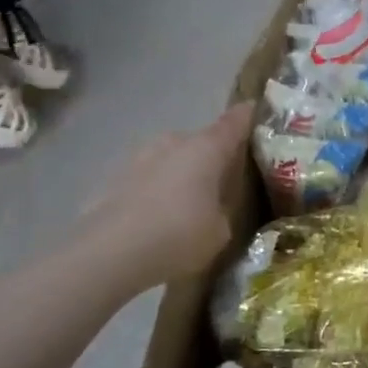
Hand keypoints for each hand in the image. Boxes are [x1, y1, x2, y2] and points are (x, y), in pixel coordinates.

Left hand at [85, 102, 252, 293]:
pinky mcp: (114, 178)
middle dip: (213, 156)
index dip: (249, 116)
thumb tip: (216, 206)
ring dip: (182, 173)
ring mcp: (140, 157)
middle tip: (225, 180)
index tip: (259, 113)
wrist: (109, 254)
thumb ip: (224, 208)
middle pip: (201, 141)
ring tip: (189, 203)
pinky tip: (157, 217)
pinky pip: (148, 178)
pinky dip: (157, 190)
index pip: (235, 121)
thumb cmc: (178, 236)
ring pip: (172, 158)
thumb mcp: (220, 230)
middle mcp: (174, 142)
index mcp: (207, 148)